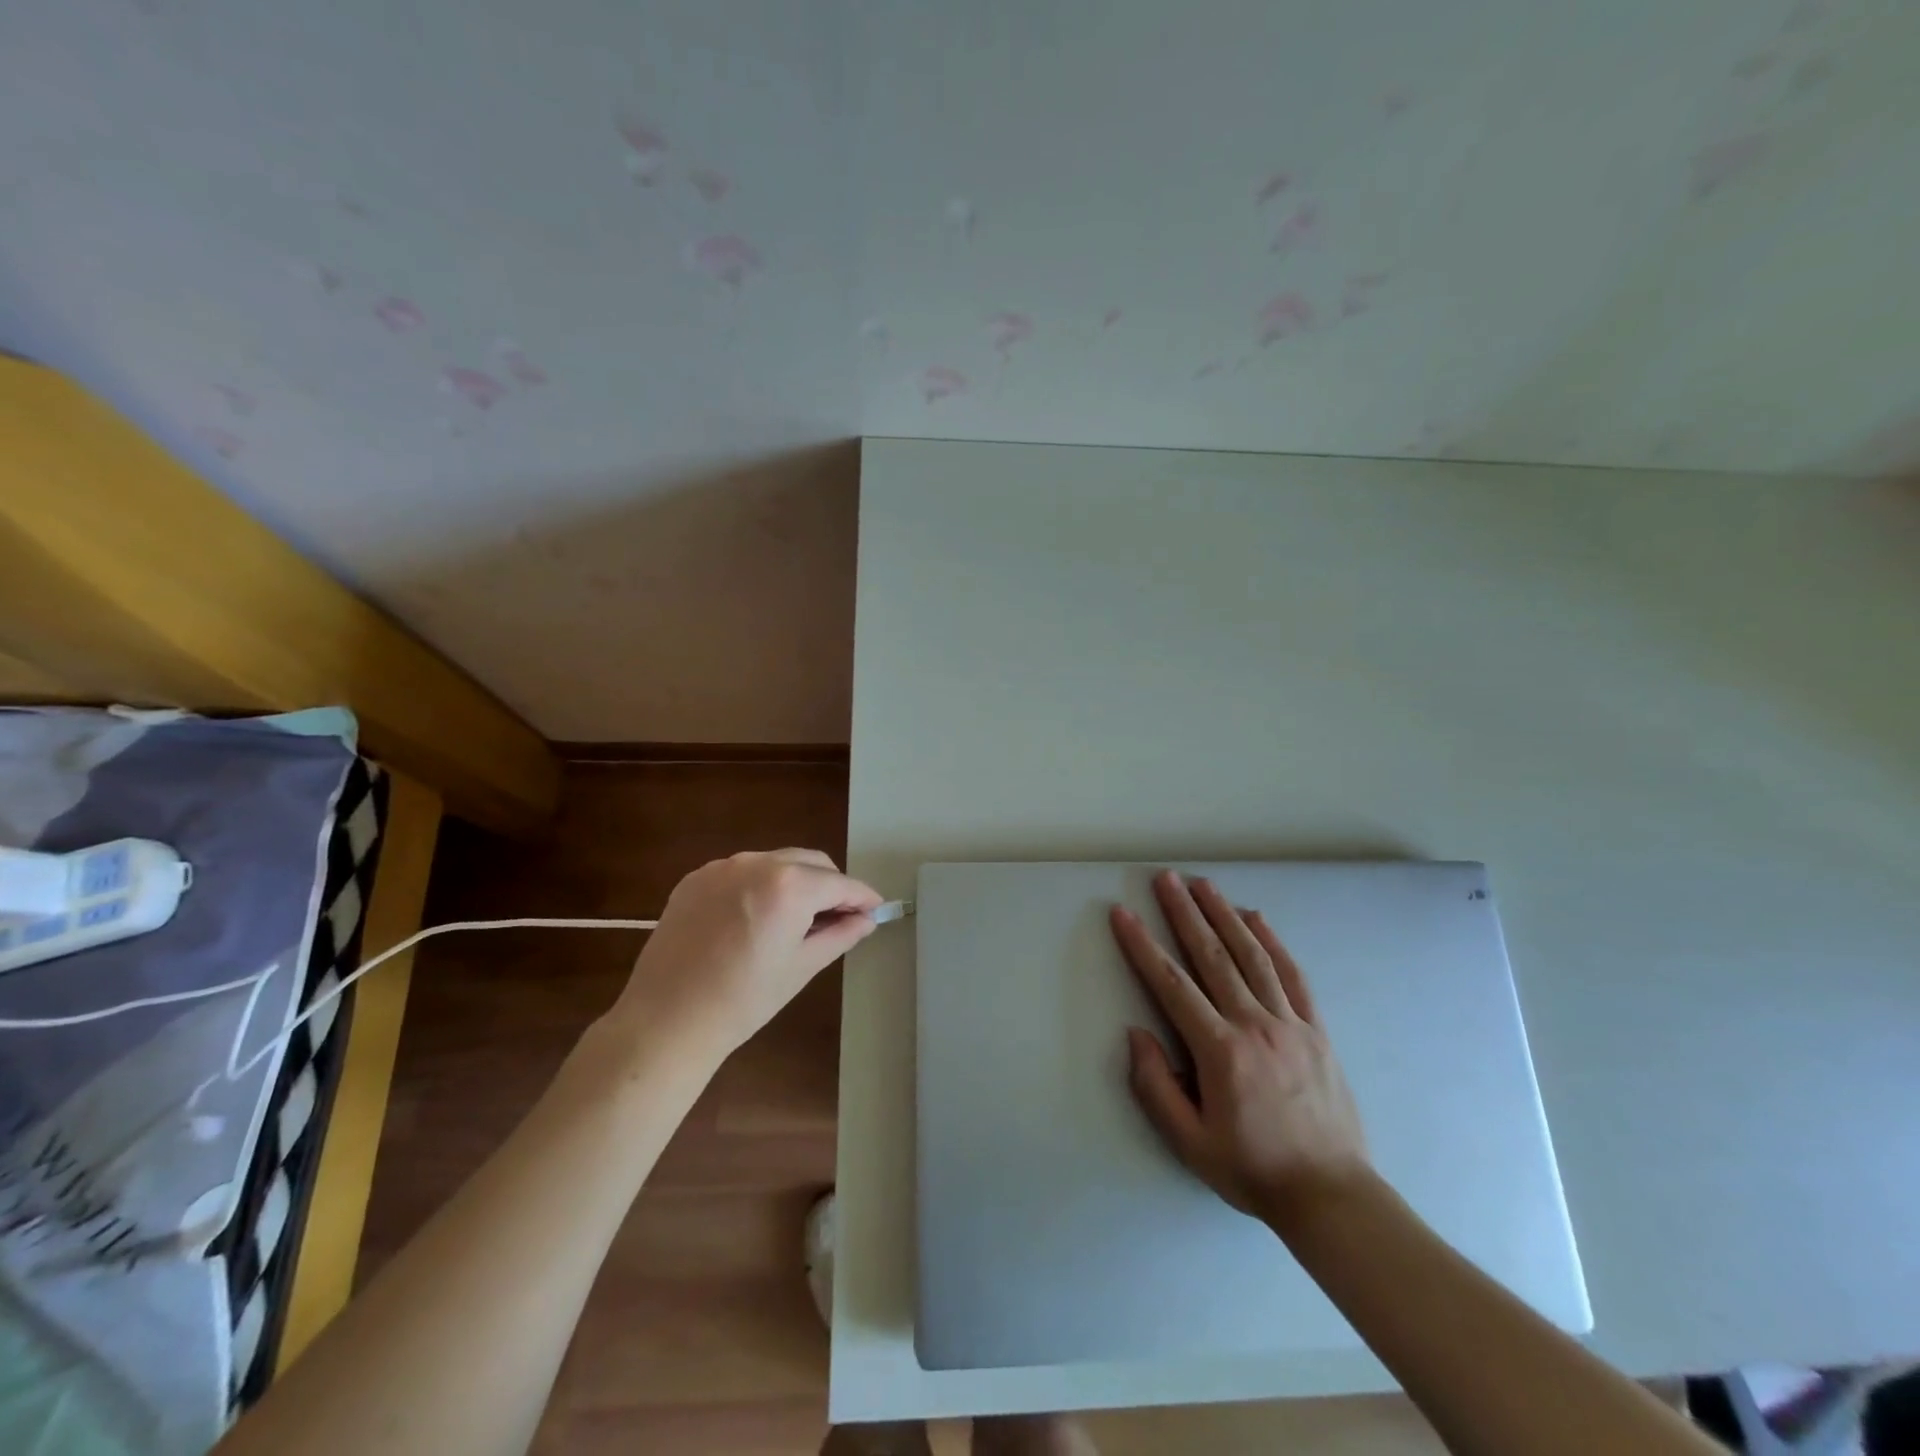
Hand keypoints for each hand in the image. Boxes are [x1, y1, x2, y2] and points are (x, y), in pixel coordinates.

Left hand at [615, 849, 882, 1053]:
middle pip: (810, 863)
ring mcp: (722, 867)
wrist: (666, 1020)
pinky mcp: (695, 878)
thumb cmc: (744, 1000)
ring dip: (796, 882)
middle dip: (830, 885)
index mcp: (789, 885)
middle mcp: (757, 862)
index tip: (875, 909)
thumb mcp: (802, 967)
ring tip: (797, 919)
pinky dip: (760, 886)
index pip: (839, 883)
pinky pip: (742, 872)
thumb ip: (840, 935)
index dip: (862, 896)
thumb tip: (866, 919)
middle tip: (839, 918)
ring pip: (776, 863)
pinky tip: (756, 918)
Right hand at [1111, 871, 1369, 1222]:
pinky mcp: (1316, 1029)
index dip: (1142, 946)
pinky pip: (1292, 975)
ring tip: (1203, 884)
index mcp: (1220, 1051)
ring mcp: (1290, 1023)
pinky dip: (1272, 942)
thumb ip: (1155, 1087)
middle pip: (1212, 956)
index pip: (1172, 985)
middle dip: (1185, 913)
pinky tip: (1255, 918)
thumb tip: (1136, 1033)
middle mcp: (1254, 1025)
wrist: (1332, 1196)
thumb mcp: (1190, 1142)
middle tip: (1165, 878)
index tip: (1123, 914)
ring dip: (1224, 915)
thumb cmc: (1252, 1169)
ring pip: (1251, 956)